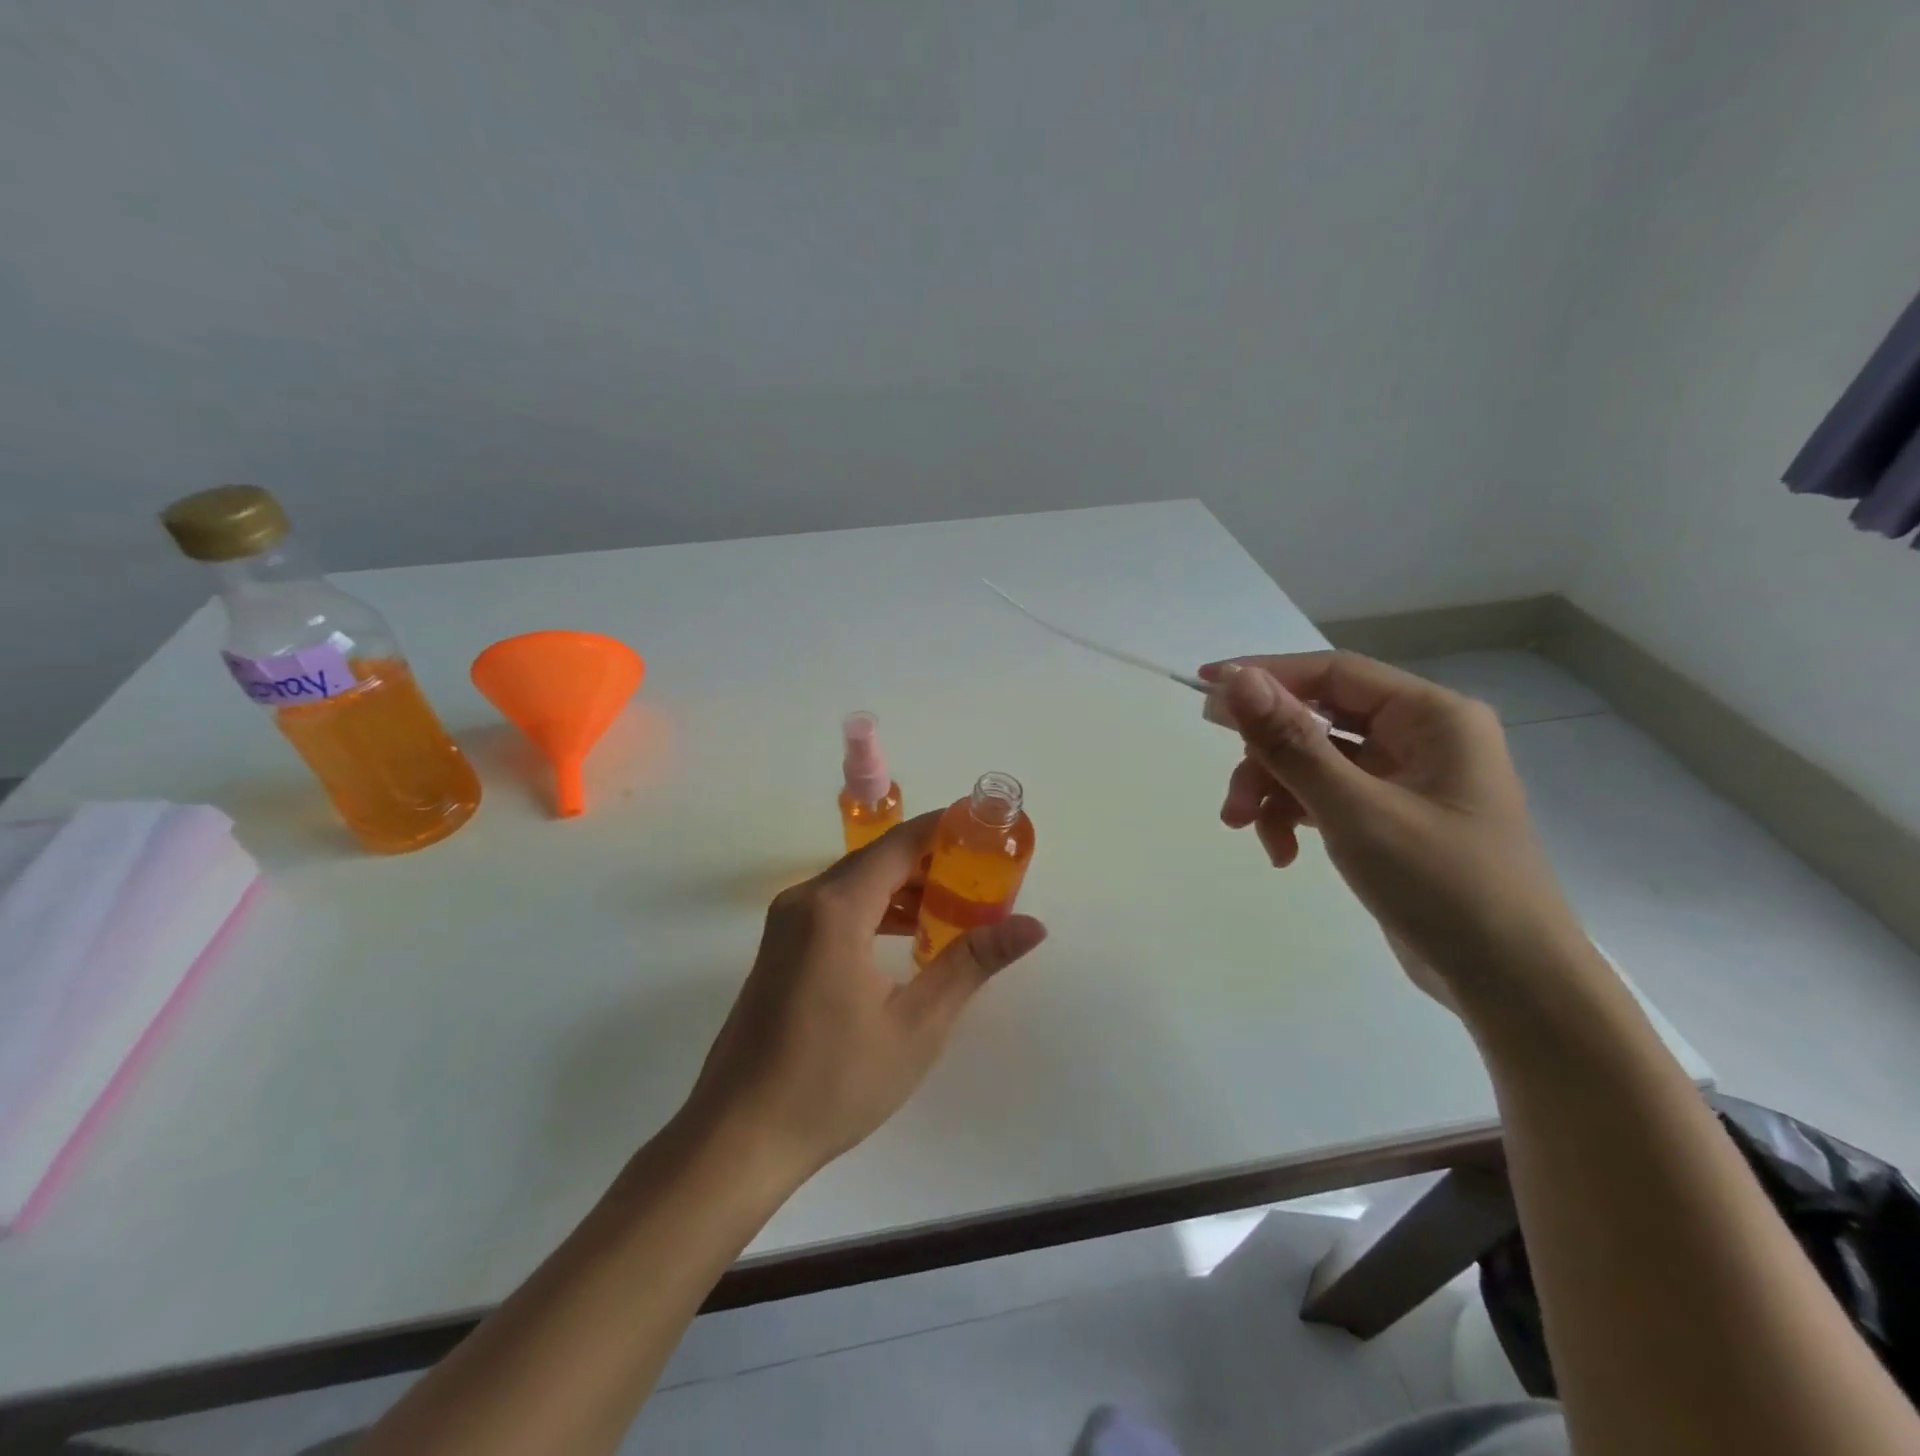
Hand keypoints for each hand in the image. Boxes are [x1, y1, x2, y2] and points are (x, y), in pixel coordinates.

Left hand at [680, 812, 1046, 1180]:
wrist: (738, 1137)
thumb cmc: (833, 1082)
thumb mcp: (916, 1024)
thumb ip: (972, 963)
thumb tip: (1033, 925)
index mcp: (836, 907)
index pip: (901, 843)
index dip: (947, 830)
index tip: (989, 830)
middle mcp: (805, 899)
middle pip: (879, 859)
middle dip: (933, 862)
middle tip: (985, 877)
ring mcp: (786, 922)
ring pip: (857, 883)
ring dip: (905, 888)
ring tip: (957, 908)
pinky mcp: (780, 946)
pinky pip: (836, 907)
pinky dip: (876, 909)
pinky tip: (909, 937)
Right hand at [1200, 651, 1585, 1002]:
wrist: (1509, 985)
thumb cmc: (1443, 886)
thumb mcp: (1356, 810)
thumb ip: (1291, 742)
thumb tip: (1237, 679)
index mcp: (1430, 717)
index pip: (1332, 673)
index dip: (1266, 675)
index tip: (1206, 685)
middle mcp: (1419, 737)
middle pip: (1315, 722)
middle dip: (1265, 757)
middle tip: (1229, 793)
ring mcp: (1405, 779)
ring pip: (1312, 762)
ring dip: (1272, 793)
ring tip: (1249, 832)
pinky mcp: (1389, 817)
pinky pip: (1325, 797)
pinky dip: (1295, 818)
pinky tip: (1281, 854)